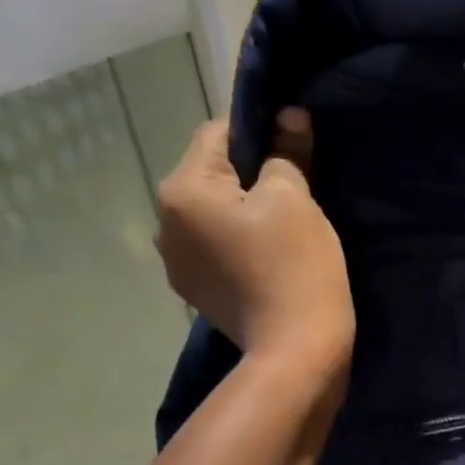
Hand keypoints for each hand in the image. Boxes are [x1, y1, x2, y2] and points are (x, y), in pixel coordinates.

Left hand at [155, 109, 354, 383]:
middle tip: (300, 194)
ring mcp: (177, 261)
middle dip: (252, 176)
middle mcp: (164, 222)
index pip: (216, 135)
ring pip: (215, 214)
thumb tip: (289, 116)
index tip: (296, 148)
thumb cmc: (296, 265)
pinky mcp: (197, 290)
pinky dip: (242, 243)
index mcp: (182, 191)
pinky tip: (271, 260)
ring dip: (245, 211)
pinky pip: (218, 247)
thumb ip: (287, 154)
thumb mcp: (296, 200)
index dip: (260, 132)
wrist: (296, 349)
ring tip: (286, 231)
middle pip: (212, 176)